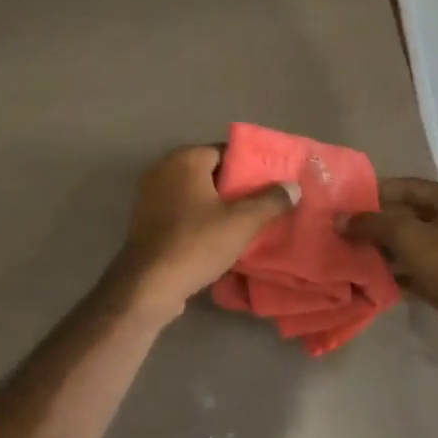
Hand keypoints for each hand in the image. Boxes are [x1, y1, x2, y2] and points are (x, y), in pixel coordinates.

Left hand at [110, 146, 296, 318]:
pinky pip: (180, 211)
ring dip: (217, 206)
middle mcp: (163, 169)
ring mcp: (149, 195)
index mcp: (185, 159)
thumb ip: (270, 201)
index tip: (271, 185)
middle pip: (209, 172)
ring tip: (245, 223)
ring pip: (194, 194)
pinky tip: (217, 238)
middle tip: (263, 205)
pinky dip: (198, 219)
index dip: (250, 168)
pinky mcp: (144, 220)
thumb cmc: (196, 243)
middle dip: (235, 188)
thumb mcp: (242, 222)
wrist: (148, 285)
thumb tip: (293, 186)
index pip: (226, 151)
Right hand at [343, 177, 437, 352]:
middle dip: (375, 223)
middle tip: (341, 228)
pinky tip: (364, 276)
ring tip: (346, 251)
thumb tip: (338, 219)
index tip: (346, 200)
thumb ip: (372, 224)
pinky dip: (391, 272)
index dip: (376, 192)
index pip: (408, 187)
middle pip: (406, 216)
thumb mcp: (409, 236)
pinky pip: (411, 270)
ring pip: (407, 245)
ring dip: (380, 249)